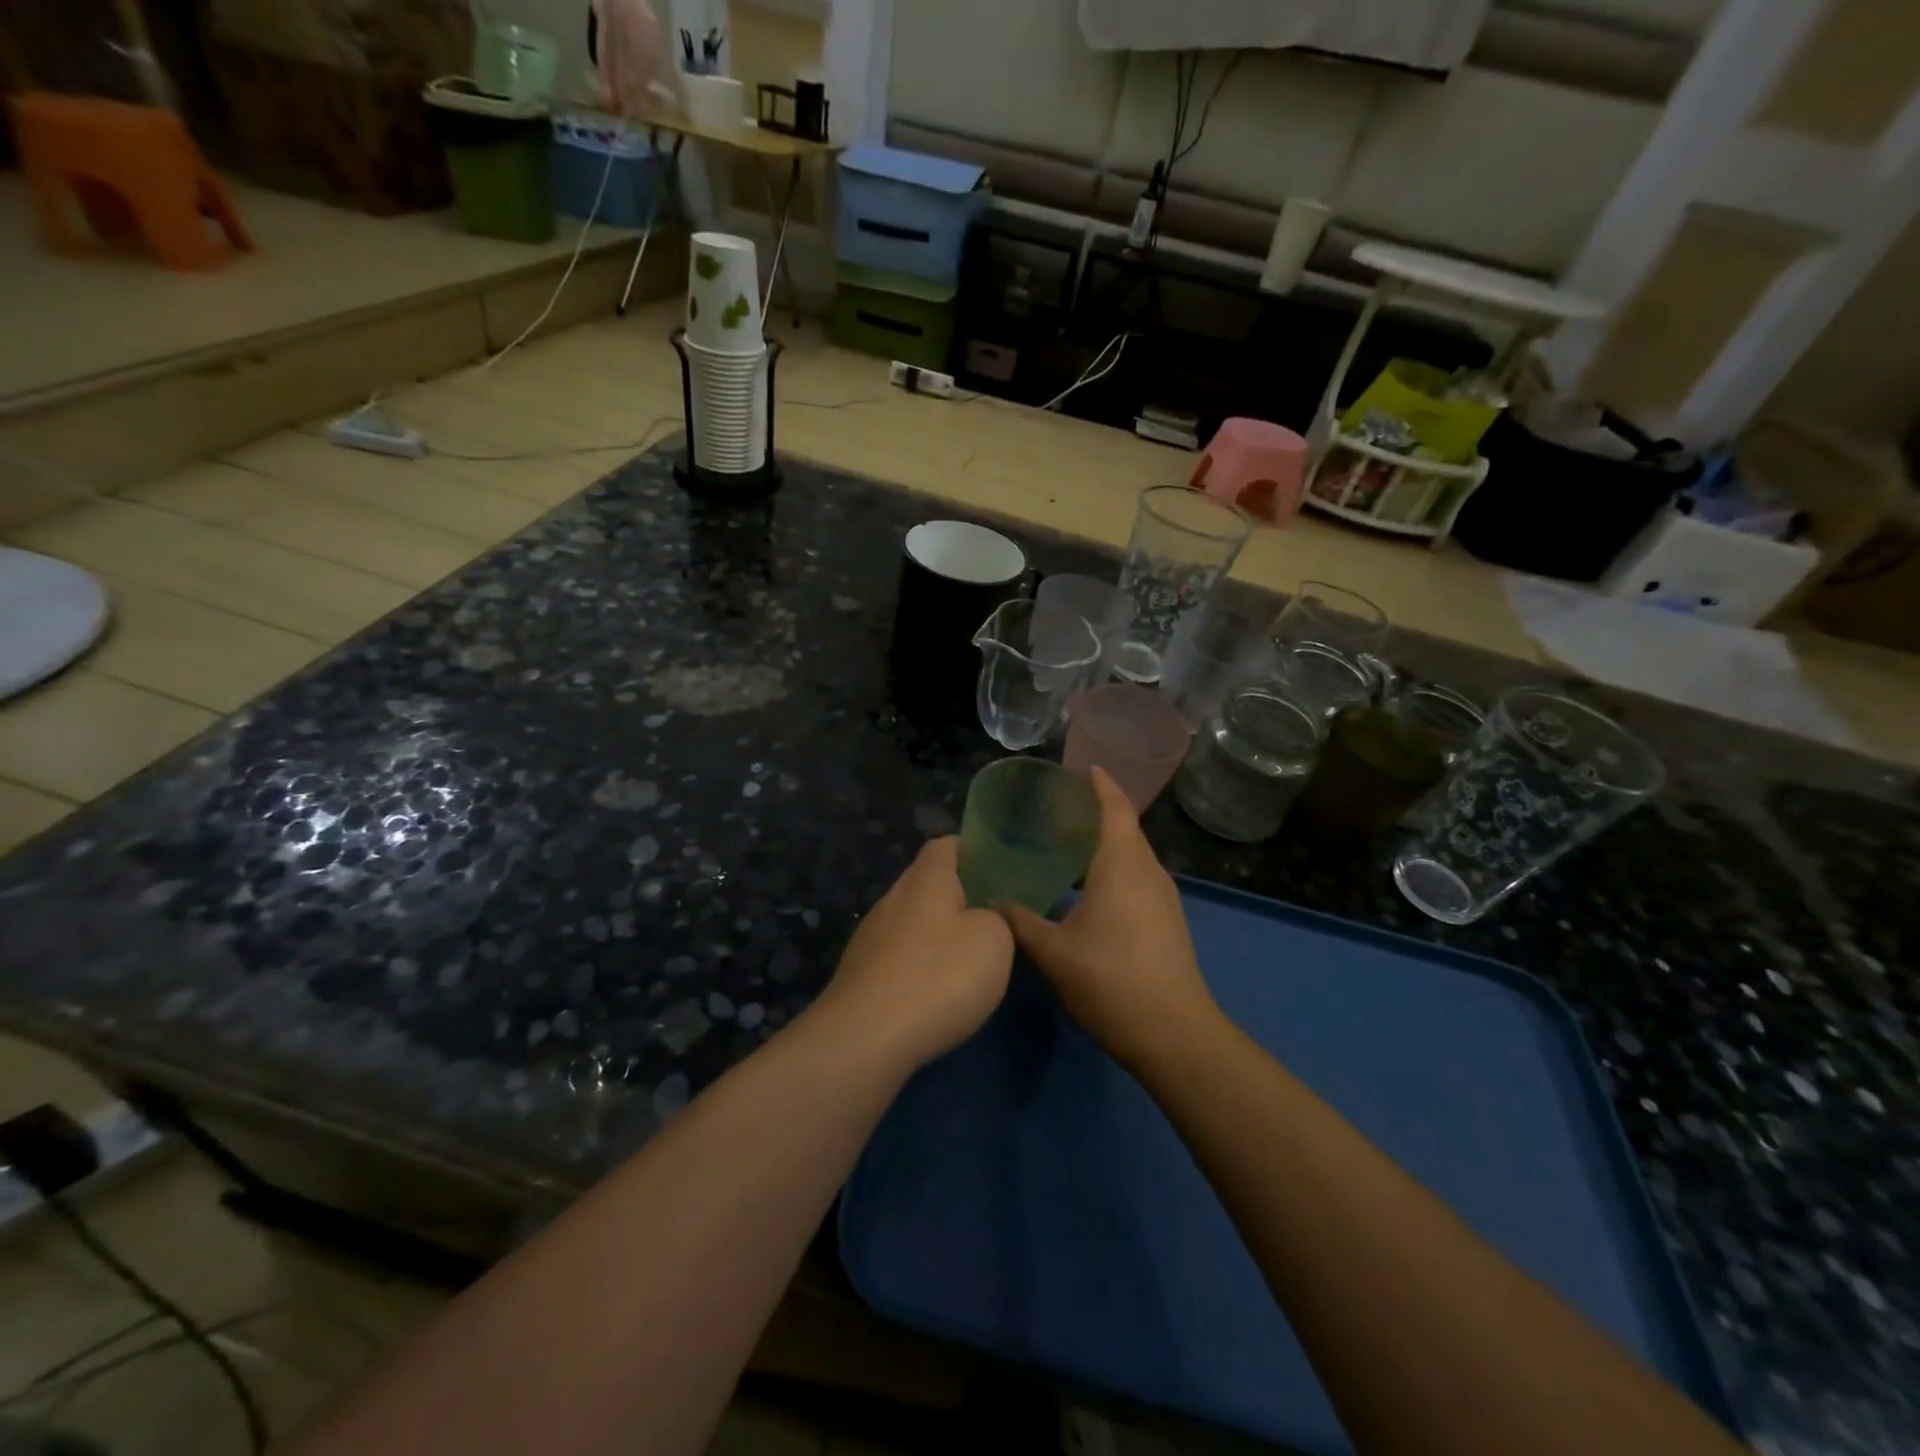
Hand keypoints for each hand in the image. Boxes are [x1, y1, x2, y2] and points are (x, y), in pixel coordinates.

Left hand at [812, 837, 1014, 1069]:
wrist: (865, 1039)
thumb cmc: (939, 976)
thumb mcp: (994, 940)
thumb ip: (997, 918)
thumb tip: (984, 916)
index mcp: (925, 878)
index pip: (946, 844)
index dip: (972, 849)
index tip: (998, 868)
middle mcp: (893, 898)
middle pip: (928, 883)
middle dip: (959, 896)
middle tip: (993, 918)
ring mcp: (870, 937)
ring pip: (913, 922)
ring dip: (938, 935)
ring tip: (969, 960)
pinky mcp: (861, 974)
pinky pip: (899, 957)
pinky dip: (920, 967)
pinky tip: (937, 994)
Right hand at [999, 768, 1219, 1072]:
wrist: (1174, 1034)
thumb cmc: (1111, 982)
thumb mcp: (1054, 953)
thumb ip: (1022, 922)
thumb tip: (995, 901)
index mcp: (1122, 867)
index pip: (1115, 810)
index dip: (1101, 785)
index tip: (1083, 768)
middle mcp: (1148, 873)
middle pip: (1127, 828)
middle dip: (1100, 811)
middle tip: (1061, 807)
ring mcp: (1164, 898)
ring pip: (1134, 855)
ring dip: (1108, 841)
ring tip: (1070, 842)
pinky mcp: (1168, 921)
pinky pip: (1139, 876)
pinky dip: (1116, 866)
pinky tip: (1090, 886)